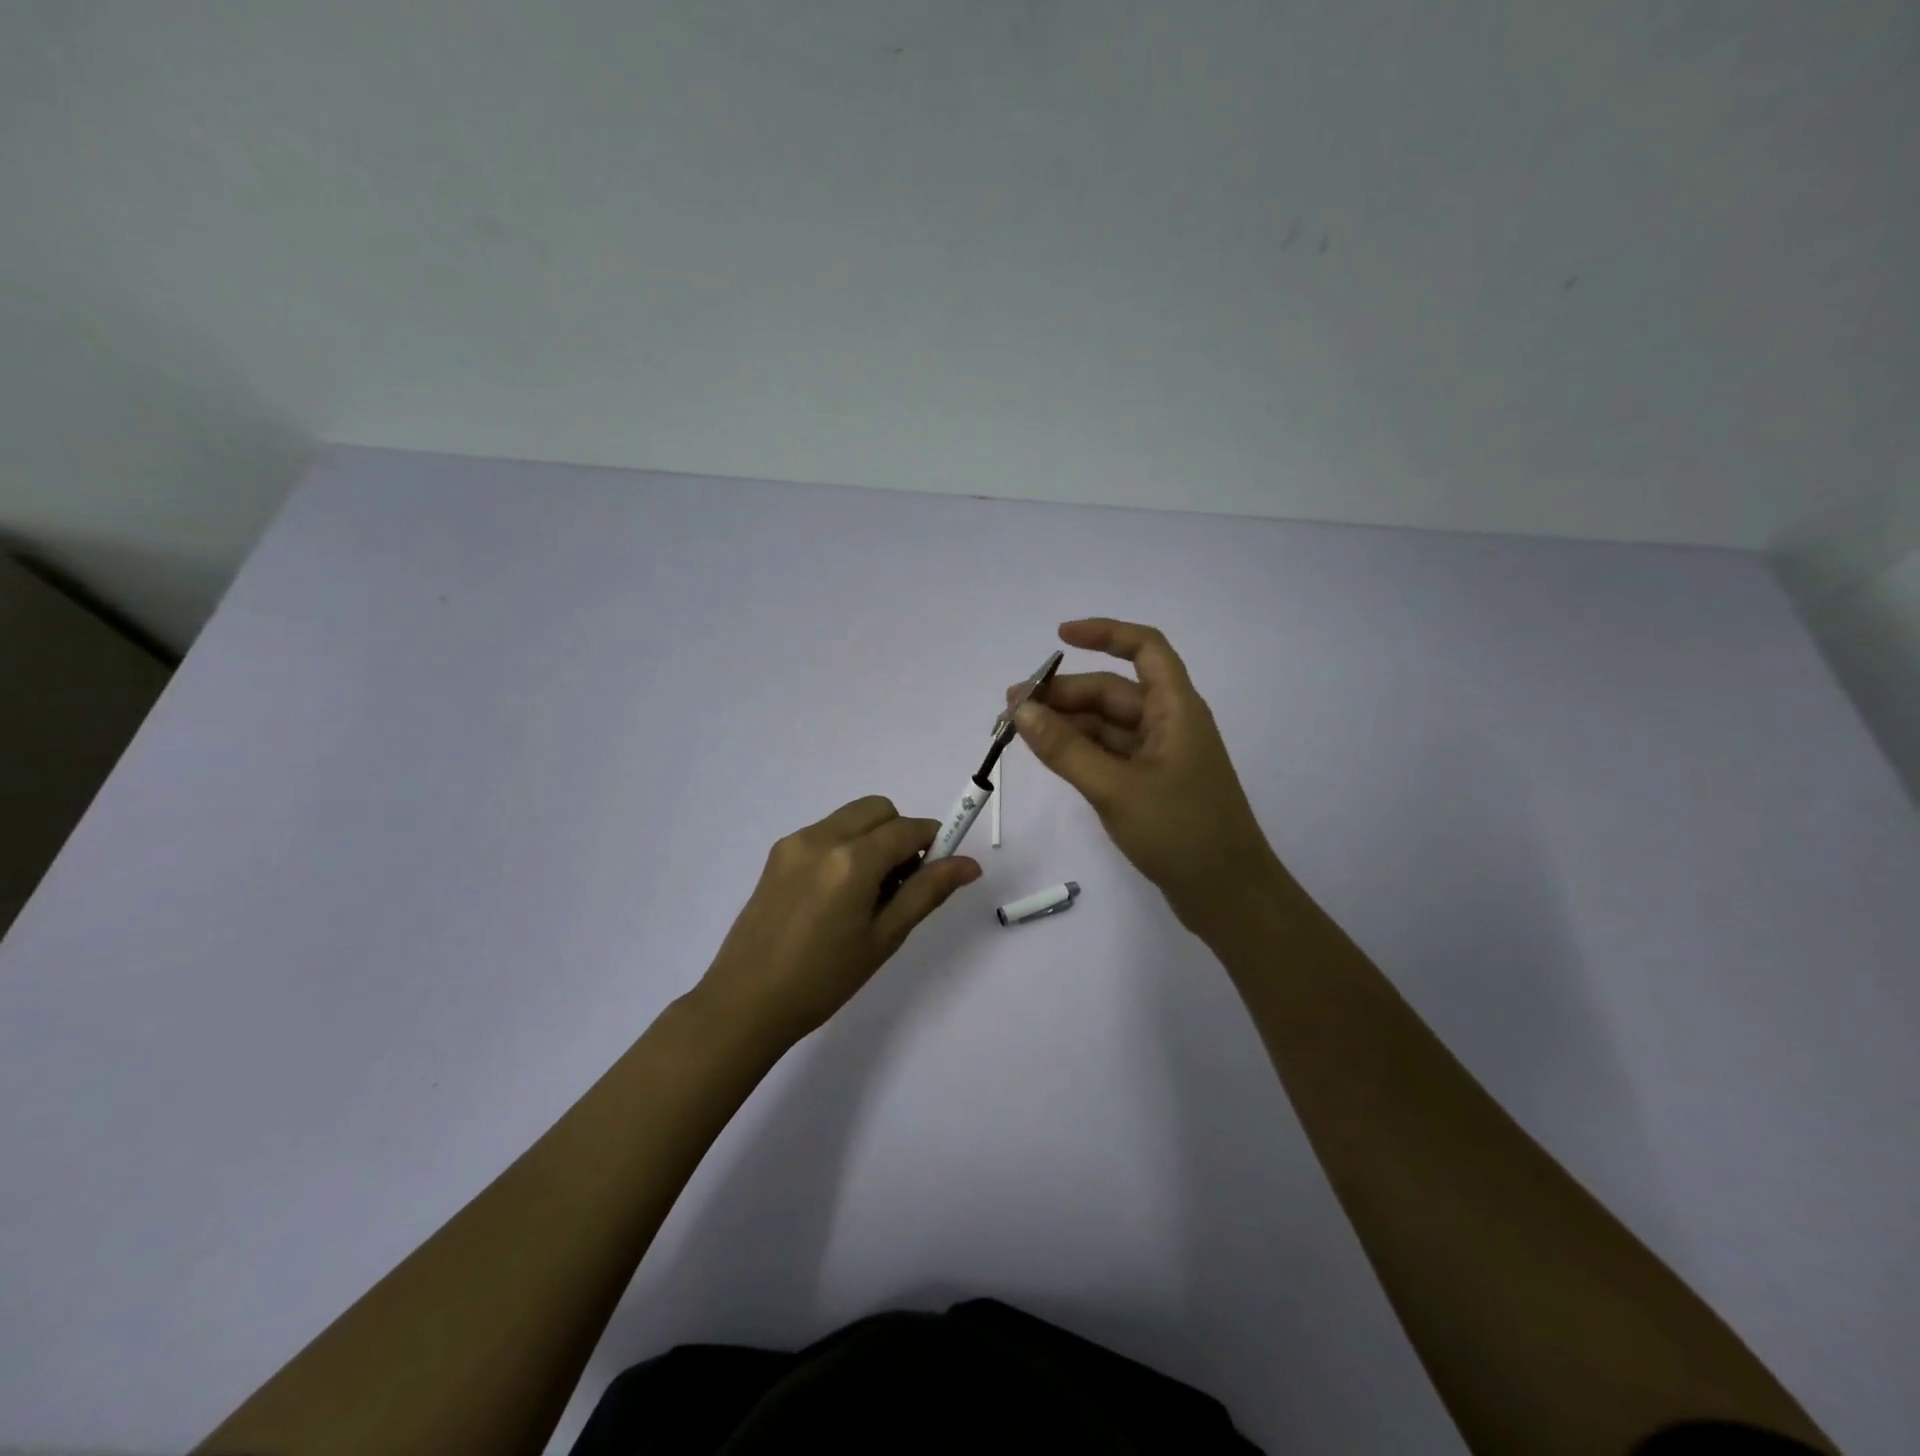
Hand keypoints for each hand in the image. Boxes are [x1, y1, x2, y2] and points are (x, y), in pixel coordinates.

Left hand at [692, 796, 980, 1046]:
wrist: (745, 1002)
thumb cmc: (823, 979)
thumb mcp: (884, 938)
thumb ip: (927, 892)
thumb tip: (969, 864)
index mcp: (852, 859)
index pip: (908, 828)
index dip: (933, 841)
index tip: (940, 870)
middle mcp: (822, 837)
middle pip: (878, 809)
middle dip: (900, 833)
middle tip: (901, 882)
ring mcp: (795, 842)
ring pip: (851, 818)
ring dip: (873, 838)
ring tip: (867, 893)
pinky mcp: (777, 854)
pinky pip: (826, 832)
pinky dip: (846, 846)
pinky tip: (837, 895)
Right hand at [1011, 618, 1284, 933]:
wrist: (1228, 895)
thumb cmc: (1180, 833)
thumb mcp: (1115, 788)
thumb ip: (1065, 749)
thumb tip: (1020, 710)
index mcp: (1176, 709)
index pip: (1144, 648)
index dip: (1105, 633)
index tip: (1059, 637)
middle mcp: (1169, 723)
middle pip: (1113, 691)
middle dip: (1064, 694)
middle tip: (1011, 708)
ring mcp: (1160, 756)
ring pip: (1107, 725)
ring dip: (1065, 723)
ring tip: (1017, 731)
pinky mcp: (1151, 784)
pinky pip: (1108, 753)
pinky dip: (1078, 750)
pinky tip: (1047, 754)